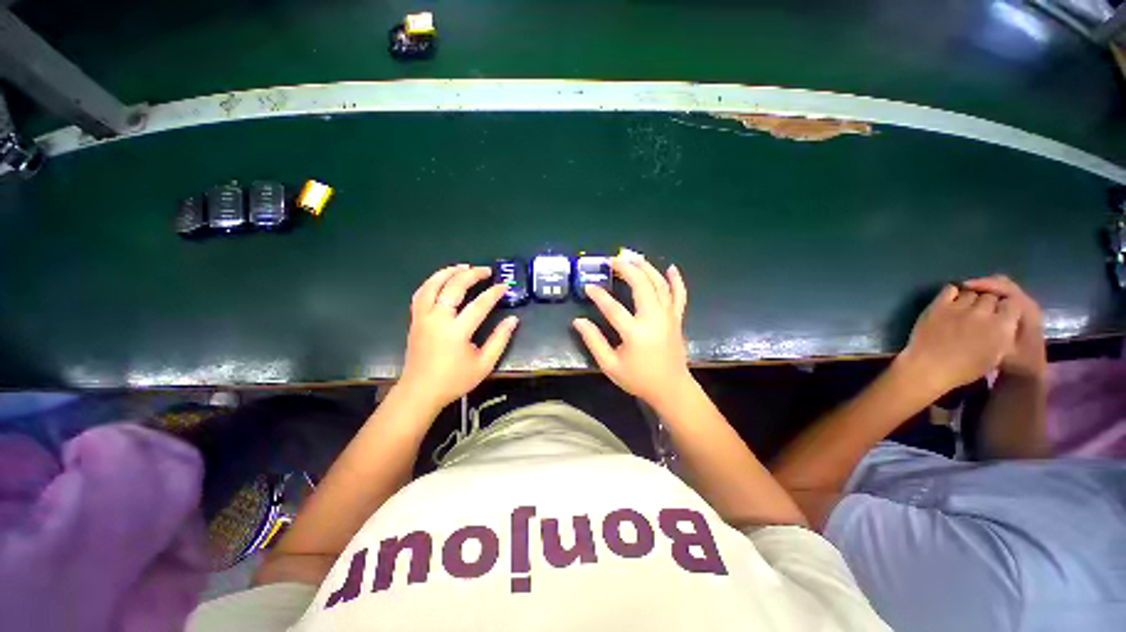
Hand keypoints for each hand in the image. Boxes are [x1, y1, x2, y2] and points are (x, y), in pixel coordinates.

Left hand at [397, 265, 517, 410]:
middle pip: (453, 287)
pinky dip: (432, 282)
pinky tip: (442, 279)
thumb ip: (500, 340)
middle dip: (472, 275)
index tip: (504, 286)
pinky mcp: (415, 319)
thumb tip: (513, 320)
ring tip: (464, 266)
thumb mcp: (484, 364)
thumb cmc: (454, 380)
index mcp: (456, 332)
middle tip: (486, 271)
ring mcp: (422, 317)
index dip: (494, 293)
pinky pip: (421, 293)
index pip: (479, 305)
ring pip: (432, 285)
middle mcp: (437, 319)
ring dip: (448, 272)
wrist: (420, 391)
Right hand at [573, 257, 691, 406]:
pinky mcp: (677, 318)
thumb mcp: (610, 365)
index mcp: (635, 333)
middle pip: (642, 286)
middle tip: (613, 260)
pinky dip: (676, 280)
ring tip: (633, 257)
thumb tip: (578, 321)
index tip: (588, 286)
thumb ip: (593, 341)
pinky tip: (671, 267)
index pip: (613, 308)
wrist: (671, 389)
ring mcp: (669, 317)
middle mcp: (654, 320)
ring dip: (647, 268)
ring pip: (660, 285)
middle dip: (627, 270)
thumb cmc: (638, 379)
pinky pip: (680, 295)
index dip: (599, 296)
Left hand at [895, 284, 1019, 396]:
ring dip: (972, 297)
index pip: (1013, 303)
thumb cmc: (964, 368)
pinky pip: (950, 289)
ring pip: (973, 291)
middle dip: (990, 301)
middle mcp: (983, 313)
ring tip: (966, 307)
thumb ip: (1003, 332)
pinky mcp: (938, 305)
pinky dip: (953, 292)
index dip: (1006, 307)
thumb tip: (1003, 319)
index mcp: (1001, 327)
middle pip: (991, 295)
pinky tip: (952, 300)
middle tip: (981, 311)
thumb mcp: (996, 354)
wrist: (929, 367)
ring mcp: (960, 308)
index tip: (1000, 314)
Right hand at [962, 275, 1046, 378]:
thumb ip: (991, 326)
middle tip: (960, 291)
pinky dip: (986, 298)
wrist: (1025, 372)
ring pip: (1000, 290)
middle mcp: (1025, 304)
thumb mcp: (1001, 347)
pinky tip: (973, 306)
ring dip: (983, 292)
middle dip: (981, 285)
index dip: (983, 285)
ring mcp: (1021, 308)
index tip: (961, 288)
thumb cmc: (1013, 361)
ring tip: (964, 297)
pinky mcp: (1015, 314)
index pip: (1004, 287)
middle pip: (1002, 284)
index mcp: (1025, 309)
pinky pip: (999, 298)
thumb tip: (975, 308)